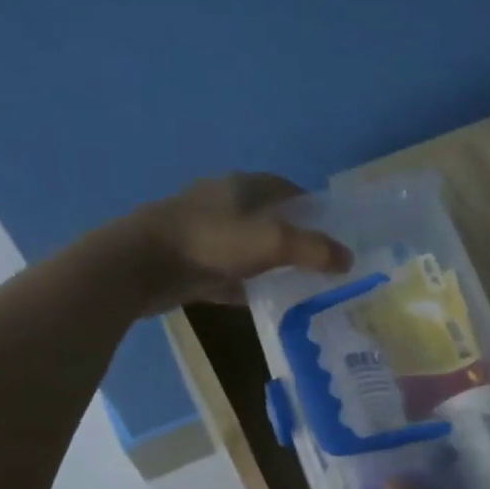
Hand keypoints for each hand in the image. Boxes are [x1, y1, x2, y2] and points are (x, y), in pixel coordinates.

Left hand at [121, 172, 351, 312]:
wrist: (141, 265)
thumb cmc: (210, 242)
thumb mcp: (272, 242)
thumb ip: (314, 249)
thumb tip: (348, 259)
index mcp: (244, 187)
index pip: (288, 190)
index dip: (314, 209)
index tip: (335, 234)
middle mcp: (224, 203)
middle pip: (269, 218)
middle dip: (294, 238)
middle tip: (321, 264)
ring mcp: (204, 233)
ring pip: (248, 247)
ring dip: (270, 263)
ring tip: (298, 285)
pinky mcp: (189, 261)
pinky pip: (227, 273)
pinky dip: (245, 285)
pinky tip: (261, 302)